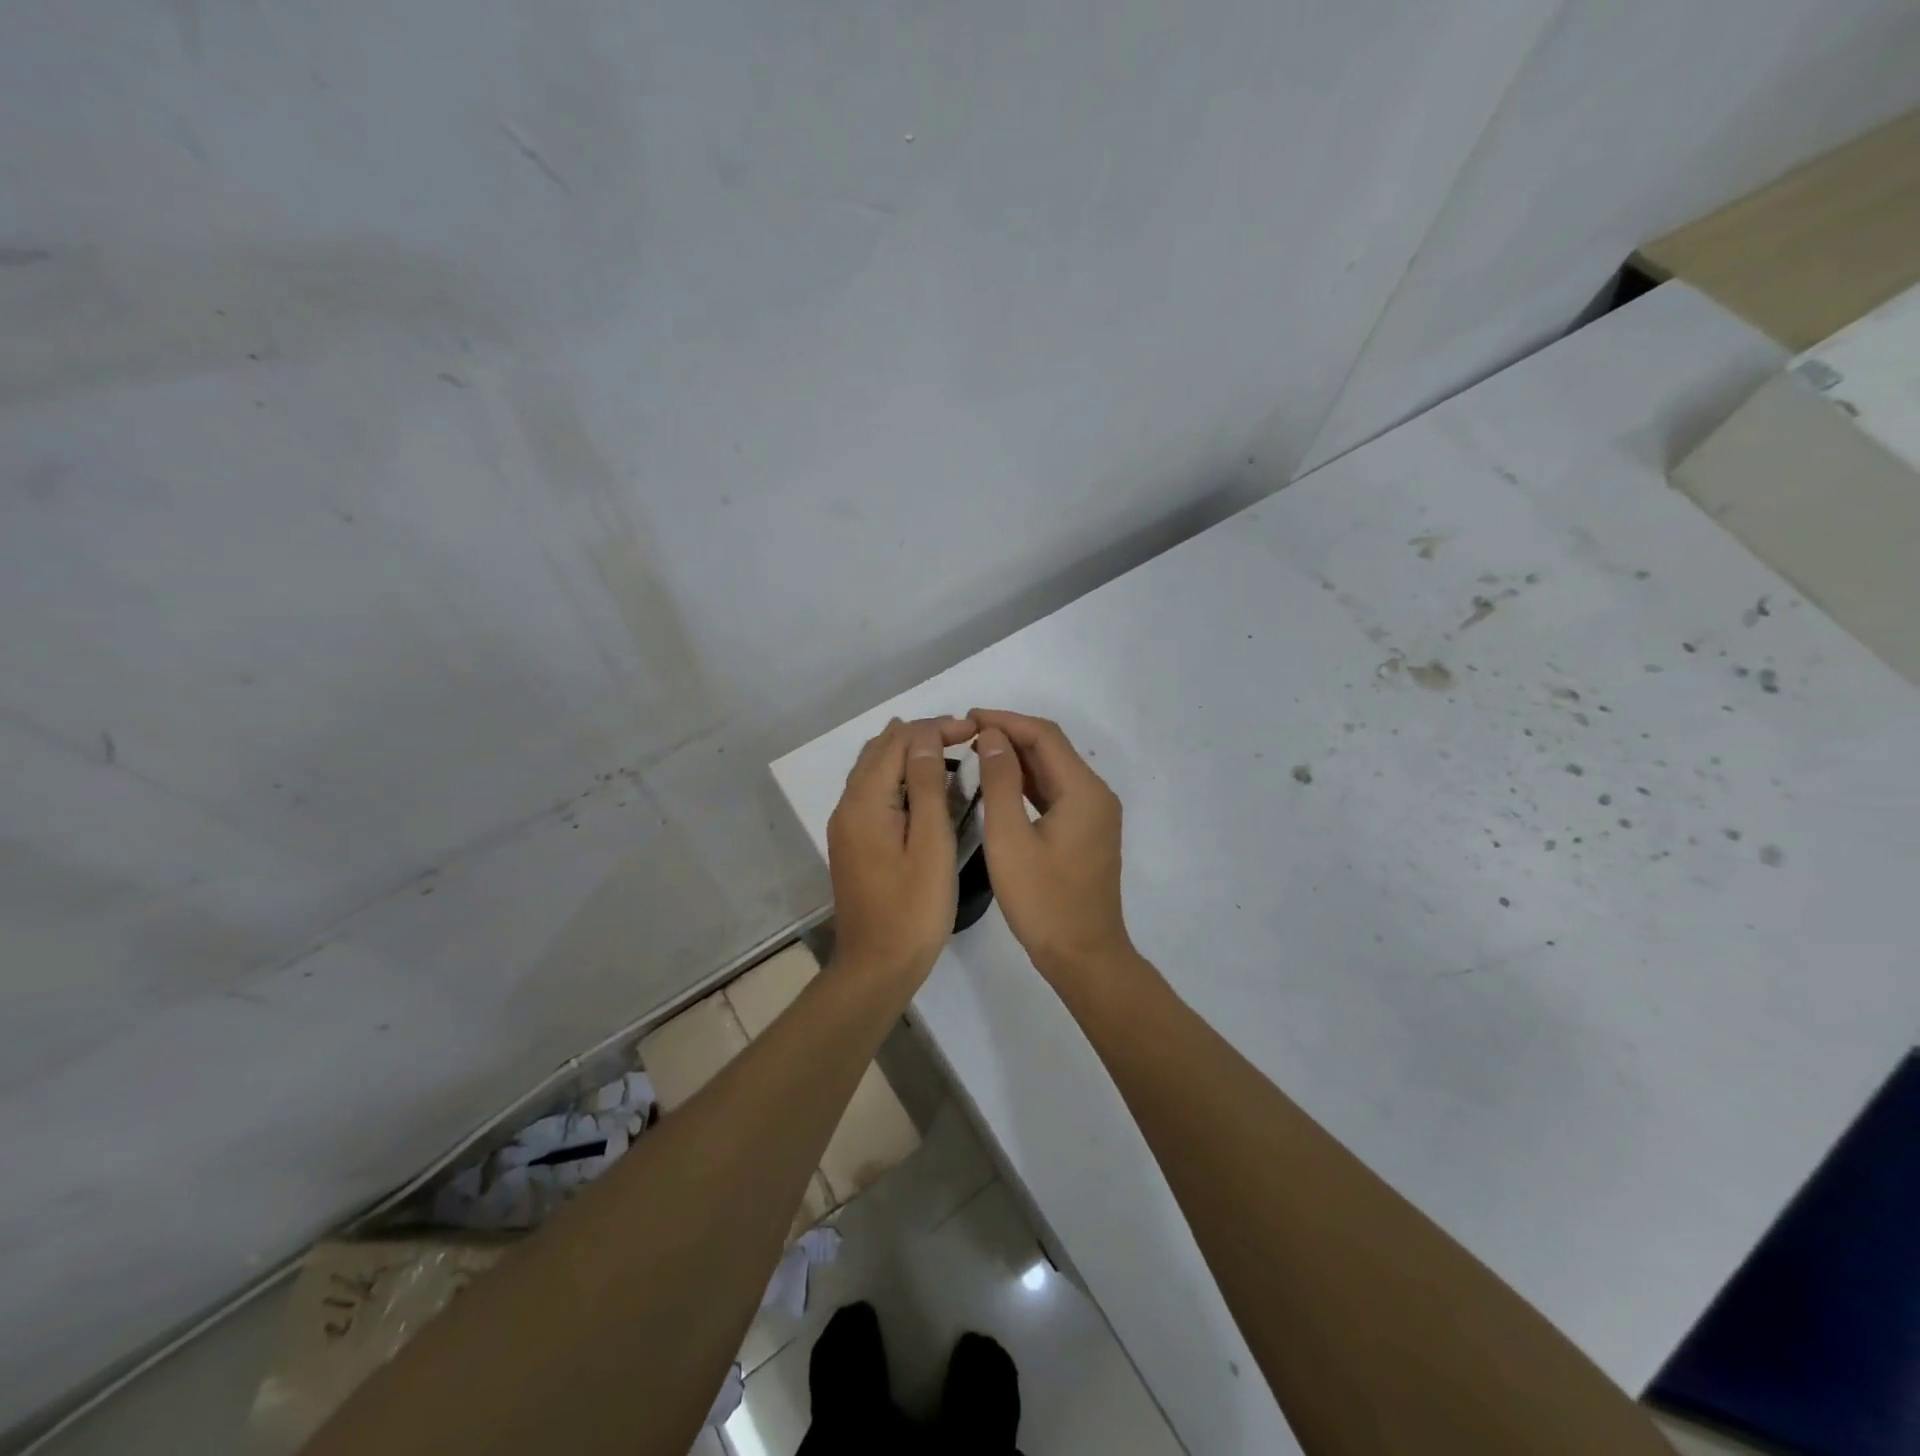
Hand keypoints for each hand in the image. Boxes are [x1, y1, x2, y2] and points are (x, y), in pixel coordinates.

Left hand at [827, 715, 976, 983]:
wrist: (877, 967)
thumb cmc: (913, 909)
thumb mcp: (930, 844)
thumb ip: (926, 786)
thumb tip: (925, 736)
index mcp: (865, 802)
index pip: (898, 742)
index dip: (936, 728)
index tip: (975, 731)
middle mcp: (848, 806)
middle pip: (881, 750)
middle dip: (922, 736)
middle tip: (965, 738)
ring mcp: (847, 825)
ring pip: (875, 770)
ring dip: (910, 755)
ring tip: (952, 756)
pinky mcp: (854, 842)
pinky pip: (874, 793)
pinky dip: (900, 778)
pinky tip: (927, 789)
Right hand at [971, 709, 1135, 987]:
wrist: (1083, 956)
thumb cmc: (1043, 901)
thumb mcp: (1010, 839)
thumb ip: (1001, 782)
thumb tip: (994, 737)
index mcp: (1084, 790)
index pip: (1044, 736)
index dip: (1006, 721)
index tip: (968, 718)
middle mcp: (1096, 794)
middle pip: (1051, 749)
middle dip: (1011, 736)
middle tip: (967, 734)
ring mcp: (1094, 815)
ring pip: (1053, 771)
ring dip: (1017, 759)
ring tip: (976, 752)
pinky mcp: (1086, 832)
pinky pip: (1055, 794)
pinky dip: (1027, 783)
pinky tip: (999, 785)